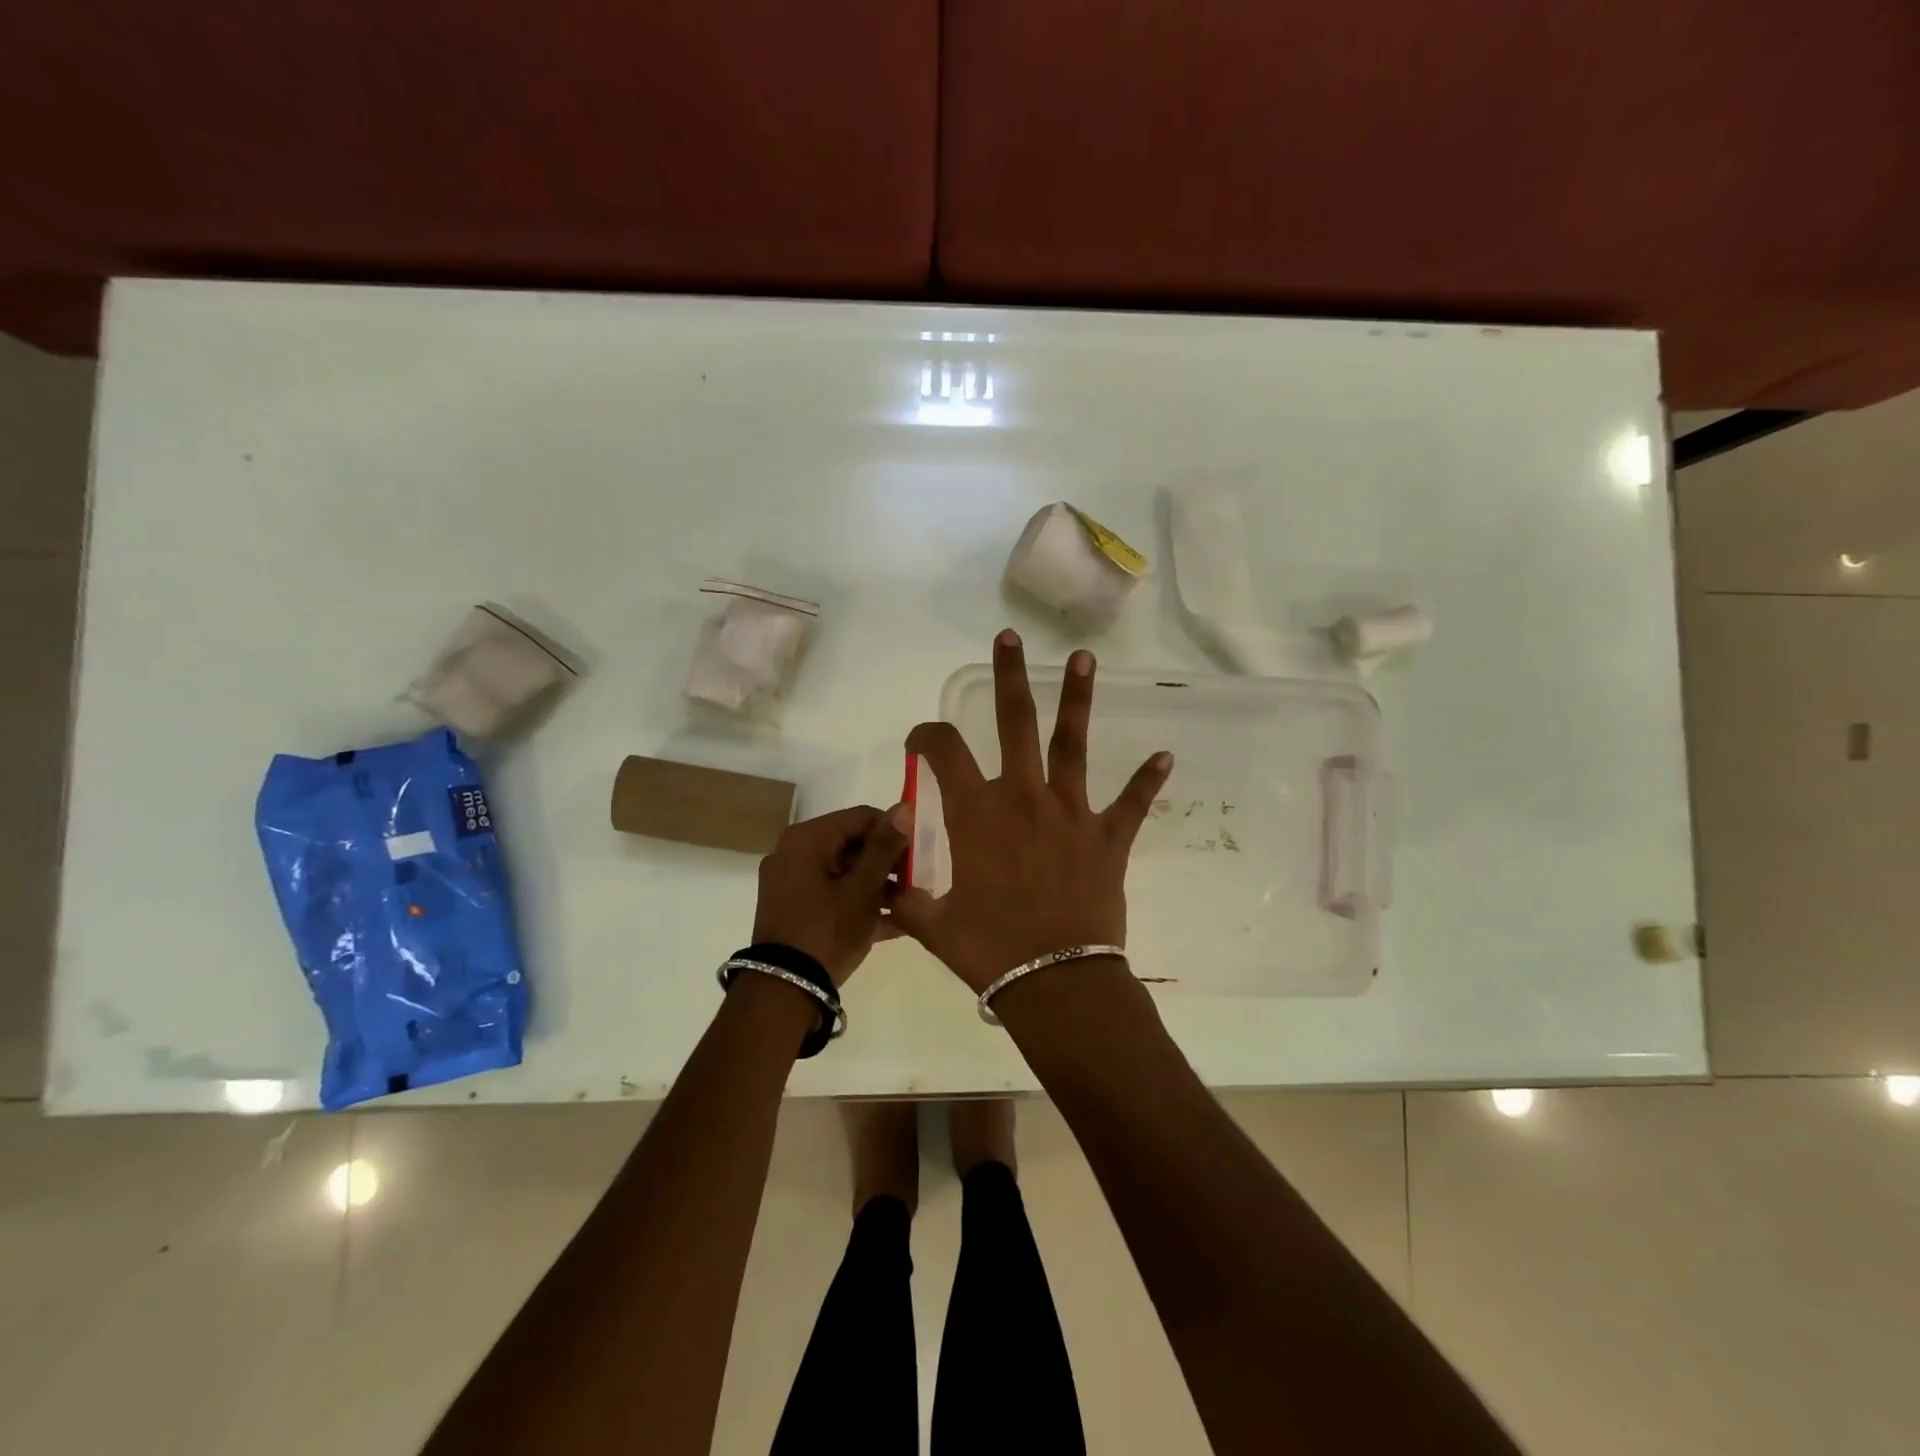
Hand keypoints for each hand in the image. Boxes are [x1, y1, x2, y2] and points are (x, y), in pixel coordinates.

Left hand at [751, 804, 911, 985]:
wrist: (783, 992)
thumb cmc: (827, 931)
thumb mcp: (863, 889)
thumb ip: (884, 847)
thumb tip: (903, 807)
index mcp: (807, 839)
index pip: (861, 818)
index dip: (894, 832)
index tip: (921, 854)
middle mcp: (794, 853)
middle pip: (852, 844)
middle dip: (888, 862)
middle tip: (919, 881)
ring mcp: (792, 884)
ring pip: (845, 873)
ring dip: (879, 886)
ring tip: (913, 904)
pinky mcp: (795, 910)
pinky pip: (834, 895)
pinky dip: (860, 904)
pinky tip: (896, 922)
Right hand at [889, 630, 1171, 992]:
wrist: (1055, 981)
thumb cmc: (989, 951)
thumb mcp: (932, 925)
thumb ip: (907, 899)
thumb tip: (886, 890)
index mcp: (976, 813)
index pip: (943, 752)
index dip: (926, 736)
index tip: (920, 740)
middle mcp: (1024, 798)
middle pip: (1014, 722)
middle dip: (1009, 676)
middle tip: (1008, 638)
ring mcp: (1071, 813)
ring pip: (1072, 744)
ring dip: (1077, 699)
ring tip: (1085, 658)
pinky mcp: (1108, 838)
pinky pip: (1131, 803)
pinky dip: (1147, 780)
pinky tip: (1166, 755)